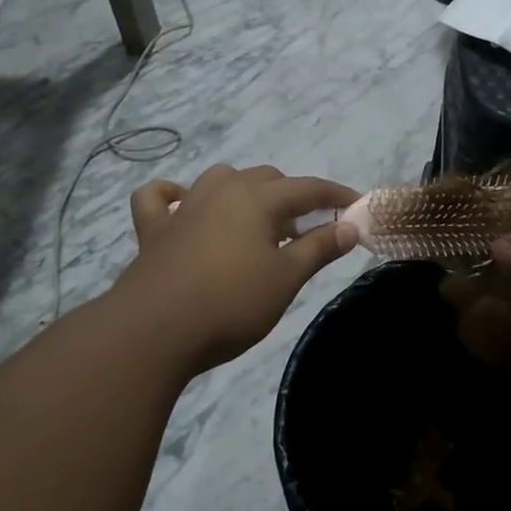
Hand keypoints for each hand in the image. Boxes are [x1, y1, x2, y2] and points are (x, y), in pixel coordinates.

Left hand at [120, 165, 358, 373]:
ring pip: (221, 179)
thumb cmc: (231, 304)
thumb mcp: (286, 278)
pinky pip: (160, 198)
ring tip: (258, 223)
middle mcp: (220, 191)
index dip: (336, 195)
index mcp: (257, 199)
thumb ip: (319, 247)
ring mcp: (182, 207)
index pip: (308, 188)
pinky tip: (183, 206)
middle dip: (294, 197)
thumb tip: (349, 226)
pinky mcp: (152, 230)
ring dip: (246, 192)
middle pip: (267, 179)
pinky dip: (174, 195)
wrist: (153, 332)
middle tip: (310, 230)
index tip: (358, 206)